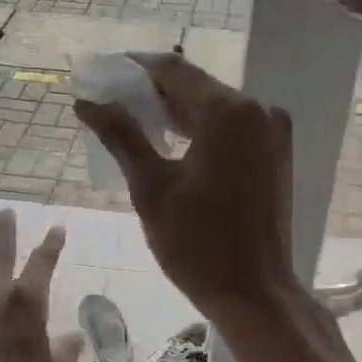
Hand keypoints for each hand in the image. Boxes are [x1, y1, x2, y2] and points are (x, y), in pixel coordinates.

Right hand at [75, 55, 297, 321]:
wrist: (256, 293)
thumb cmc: (198, 244)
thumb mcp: (151, 188)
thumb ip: (121, 136)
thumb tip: (87, 102)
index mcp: (229, 112)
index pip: (173, 70)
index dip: (133, 68)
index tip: (101, 75)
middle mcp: (258, 110)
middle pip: (195, 87)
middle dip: (151, 92)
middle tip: (109, 101)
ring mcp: (272, 132)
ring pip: (214, 108)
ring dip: (175, 112)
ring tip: (131, 120)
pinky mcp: (274, 154)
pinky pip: (231, 129)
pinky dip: (199, 130)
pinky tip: (169, 142)